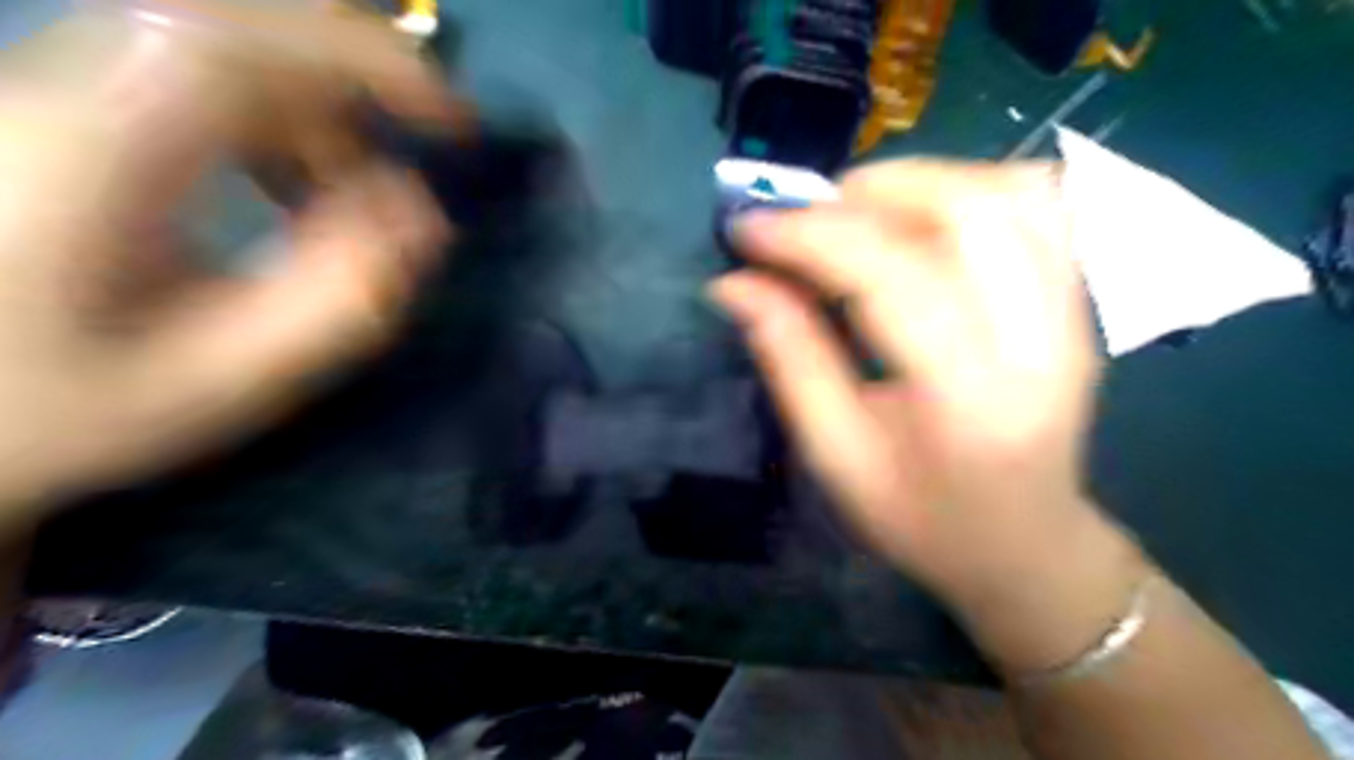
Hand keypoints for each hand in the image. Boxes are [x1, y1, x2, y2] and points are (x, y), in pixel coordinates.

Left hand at [0, 0, 456, 520]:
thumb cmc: (61, 411)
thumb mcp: (223, 384)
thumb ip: (338, 305)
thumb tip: (423, 218)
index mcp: (94, 165)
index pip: (241, 54)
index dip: (367, 66)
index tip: (453, 125)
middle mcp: (61, 96)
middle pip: (238, 26)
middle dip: (357, 77)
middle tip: (424, 141)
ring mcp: (53, 89)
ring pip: (224, 43)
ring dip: (318, 107)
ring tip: (342, 193)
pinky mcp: (64, 103)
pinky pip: (197, 70)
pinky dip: (276, 114)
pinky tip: (282, 182)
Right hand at [713, 160, 1144, 671]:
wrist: (1024, 545)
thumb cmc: (921, 518)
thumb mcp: (836, 455)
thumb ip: (789, 357)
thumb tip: (733, 283)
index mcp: (969, 396)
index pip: (891, 276)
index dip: (810, 237)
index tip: (747, 228)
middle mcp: (1040, 339)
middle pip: (966, 208)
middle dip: (868, 192)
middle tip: (805, 218)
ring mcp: (1074, 312)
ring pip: (1009, 191)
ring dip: (918, 183)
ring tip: (857, 215)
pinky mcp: (1079, 300)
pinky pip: (1038, 205)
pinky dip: (968, 189)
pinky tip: (920, 223)